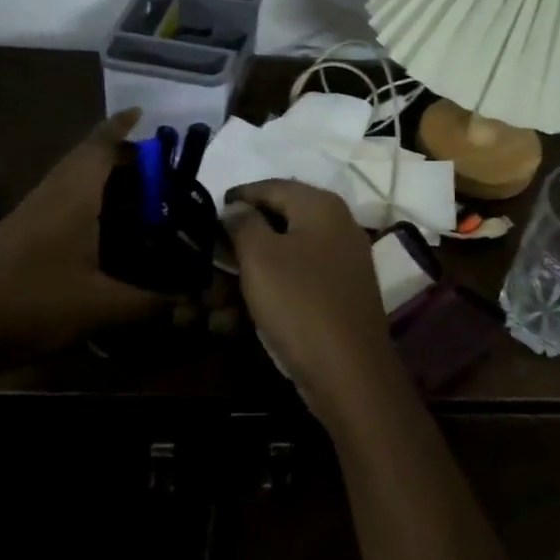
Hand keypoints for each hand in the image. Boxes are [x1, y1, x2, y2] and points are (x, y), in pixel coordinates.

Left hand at [0, 110, 162, 365]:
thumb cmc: (32, 302)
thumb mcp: (100, 307)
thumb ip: (150, 306)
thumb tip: (194, 310)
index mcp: (73, 193)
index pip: (101, 144)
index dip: (122, 126)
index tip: (143, 113)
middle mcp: (53, 193)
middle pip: (88, 158)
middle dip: (123, 157)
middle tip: (159, 173)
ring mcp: (32, 212)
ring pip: (73, 180)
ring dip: (103, 180)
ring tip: (138, 199)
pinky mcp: (20, 234)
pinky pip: (63, 201)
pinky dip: (88, 202)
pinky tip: (101, 232)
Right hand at [226, 179, 397, 422]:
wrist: (350, 373)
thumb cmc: (299, 303)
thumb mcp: (260, 257)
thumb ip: (244, 223)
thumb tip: (236, 207)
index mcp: (321, 206)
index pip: (272, 186)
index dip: (239, 195)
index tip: (210, 208)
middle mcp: (338, 225)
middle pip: (281, 219)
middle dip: (242, 238)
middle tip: (211, 252)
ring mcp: (343, 261)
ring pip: (286, 254)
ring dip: (250, 270)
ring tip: (217, 292)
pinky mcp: (340, 294)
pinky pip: (298, 280)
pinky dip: (270, 290)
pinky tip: (241, 313)